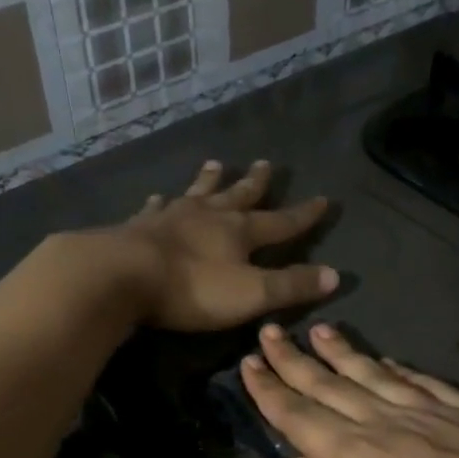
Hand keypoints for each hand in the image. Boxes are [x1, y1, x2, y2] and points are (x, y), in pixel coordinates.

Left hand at [96, 160, 336, 332]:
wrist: (123, 275)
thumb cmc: (193, 289)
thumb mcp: (252, 294)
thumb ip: (292, 286)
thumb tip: (335, 275)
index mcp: (239, 232)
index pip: (281, 221)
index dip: (304, 214)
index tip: (323, 199)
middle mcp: (209, 216)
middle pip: (238, 196)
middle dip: (255, 183)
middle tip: (266, 163)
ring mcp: (172, 217)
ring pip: (197, 193)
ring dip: (209, 180)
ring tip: (216, 164)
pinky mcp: (139, 226)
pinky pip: (154, 208)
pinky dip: (160, 202)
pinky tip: (158, 196)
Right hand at [242, 322, 458, 457]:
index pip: (300, 417)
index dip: (270, 391)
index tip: (247, 364)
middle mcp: (389, 424)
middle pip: (331, 385)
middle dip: (295, 360)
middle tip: (269, 332)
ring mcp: (433, 415)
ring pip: (374, 374)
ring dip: (342, 352)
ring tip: (319, 330)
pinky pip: (422, 382)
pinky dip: (398, 367)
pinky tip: (388, 360)